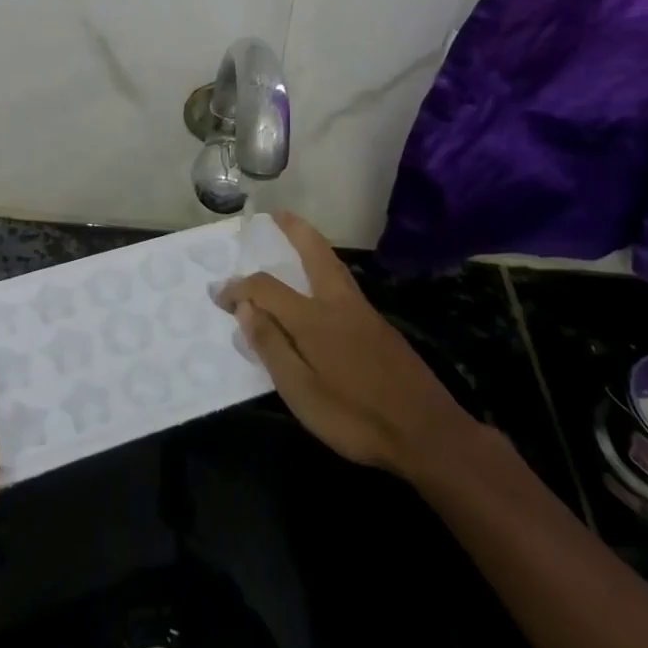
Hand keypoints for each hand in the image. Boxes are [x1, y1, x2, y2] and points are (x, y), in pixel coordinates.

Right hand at [216, 211, 476, 478]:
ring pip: (334, 265)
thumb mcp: (302, 393)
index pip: (266, 288)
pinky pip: (344, 283)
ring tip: (297, 237)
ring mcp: (364, 313)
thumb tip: (244, 309)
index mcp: (314, 318)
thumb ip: (272, 347)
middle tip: (276, 214)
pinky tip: (323, 286)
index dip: (239, 288)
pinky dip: (326, 268)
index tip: (219, 296)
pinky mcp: (380, 327)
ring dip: (312, 244)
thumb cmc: (357, 418)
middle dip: (294, 230)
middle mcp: (338, 303)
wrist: (429, 434)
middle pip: (314, 252)